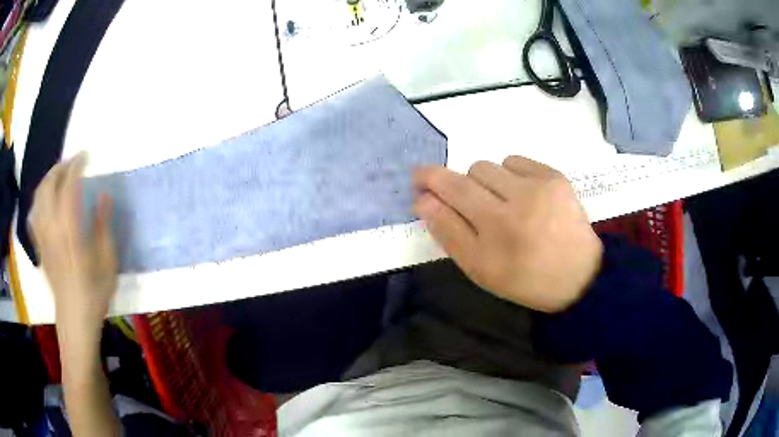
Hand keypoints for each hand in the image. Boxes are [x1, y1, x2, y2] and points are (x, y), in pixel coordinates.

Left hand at [30, 153, 116, 335]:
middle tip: (71, 162)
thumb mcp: (107, 262)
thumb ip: (103, 226)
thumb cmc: (94, 294)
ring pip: (38, 197)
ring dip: (47, 180)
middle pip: (49, 186)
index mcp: (70, 231)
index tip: (85, 155)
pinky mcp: (40, 246)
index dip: (76, 165)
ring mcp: (43, 237)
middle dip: (59, 167)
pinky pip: (34, 215)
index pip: (68, 186)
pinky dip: (38, 200)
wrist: (75, 320)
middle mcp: (52, 228)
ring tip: (58, 175)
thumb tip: (104, 196)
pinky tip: (44, 200)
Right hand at [413, 156, 601, 312]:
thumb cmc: (524, 279)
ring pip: (490, 166)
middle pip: (468, 174)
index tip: (418, 179)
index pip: (452, 191)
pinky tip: (522, 196)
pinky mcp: (555, 177)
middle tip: (473, 209)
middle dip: (460, 187)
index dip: (430, 180)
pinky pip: (515, 161)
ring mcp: (539, 186)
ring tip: (502, 205)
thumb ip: (449, 233)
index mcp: (495, 231)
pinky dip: (510, 175)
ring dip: (486, 183)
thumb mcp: (480, 269)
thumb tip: (424, 200)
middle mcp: (517, 202)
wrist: (578, 276)